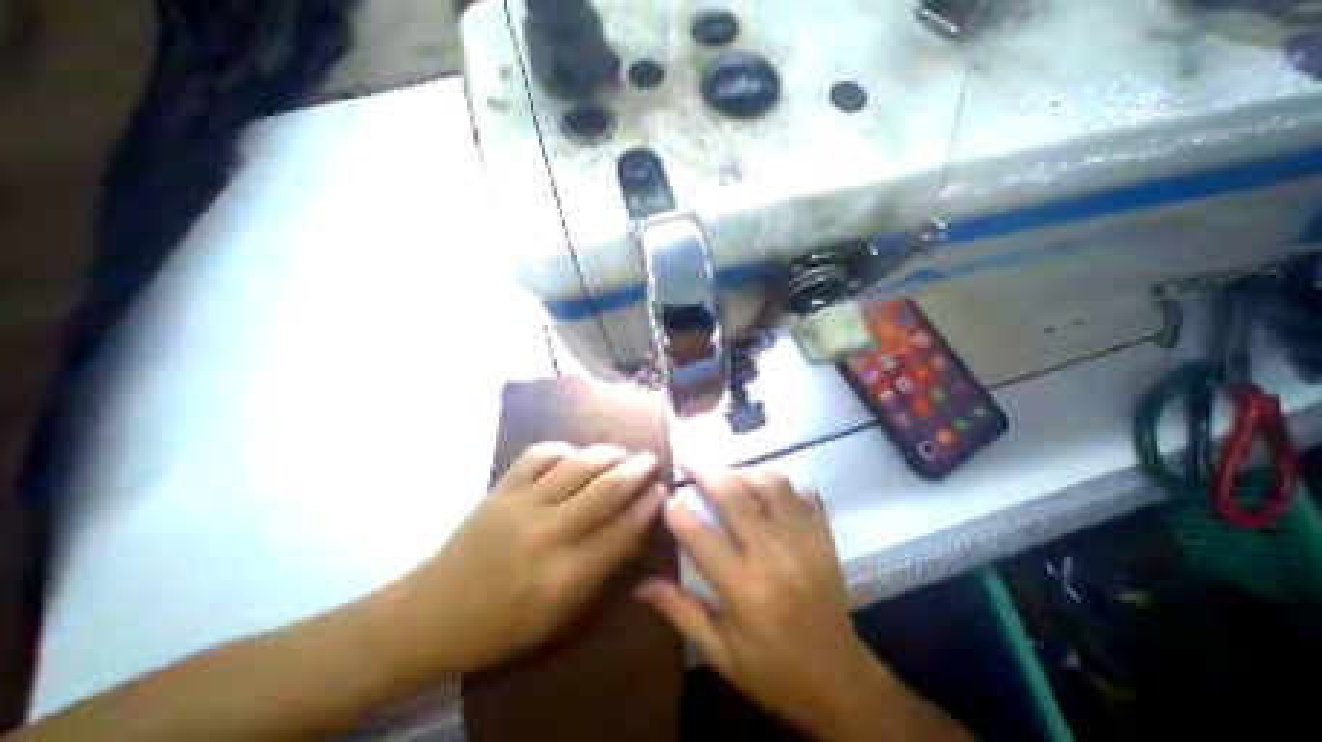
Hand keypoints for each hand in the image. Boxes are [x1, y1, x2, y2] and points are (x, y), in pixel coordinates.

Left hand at [389, 442, 659, 674]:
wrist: (432, 613)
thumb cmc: (504, 624)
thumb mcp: (562, 614)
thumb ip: (602, 568)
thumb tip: (634, 526)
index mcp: (565, 577)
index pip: (622, 531)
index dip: (648, 506)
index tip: (662, 490)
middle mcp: (547, 535)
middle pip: (606, 490)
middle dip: (636, 469)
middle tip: (651, 459)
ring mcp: (521, 506)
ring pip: (577, 465)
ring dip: (607, 453)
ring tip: (621, 452)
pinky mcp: (500, 488)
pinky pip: (539, 454)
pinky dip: (563, 449)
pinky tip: (573, 454)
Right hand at [636, 467, 975, 737]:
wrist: (841, 682)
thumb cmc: (772, 671)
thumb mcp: (720, 653)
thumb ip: (680, 612)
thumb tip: (640, 585)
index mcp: (742, 590)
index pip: (699, 536)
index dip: (677, 513)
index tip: (665, 498)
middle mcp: (772, 556)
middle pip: (735, 495)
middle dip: (706, 471)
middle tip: (688, 459)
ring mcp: (803, 541)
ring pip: (770, 484)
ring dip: (743, 471)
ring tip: (726, 472)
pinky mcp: (824, 537)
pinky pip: (802, 493)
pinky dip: (780, 481)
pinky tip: (765, 484)